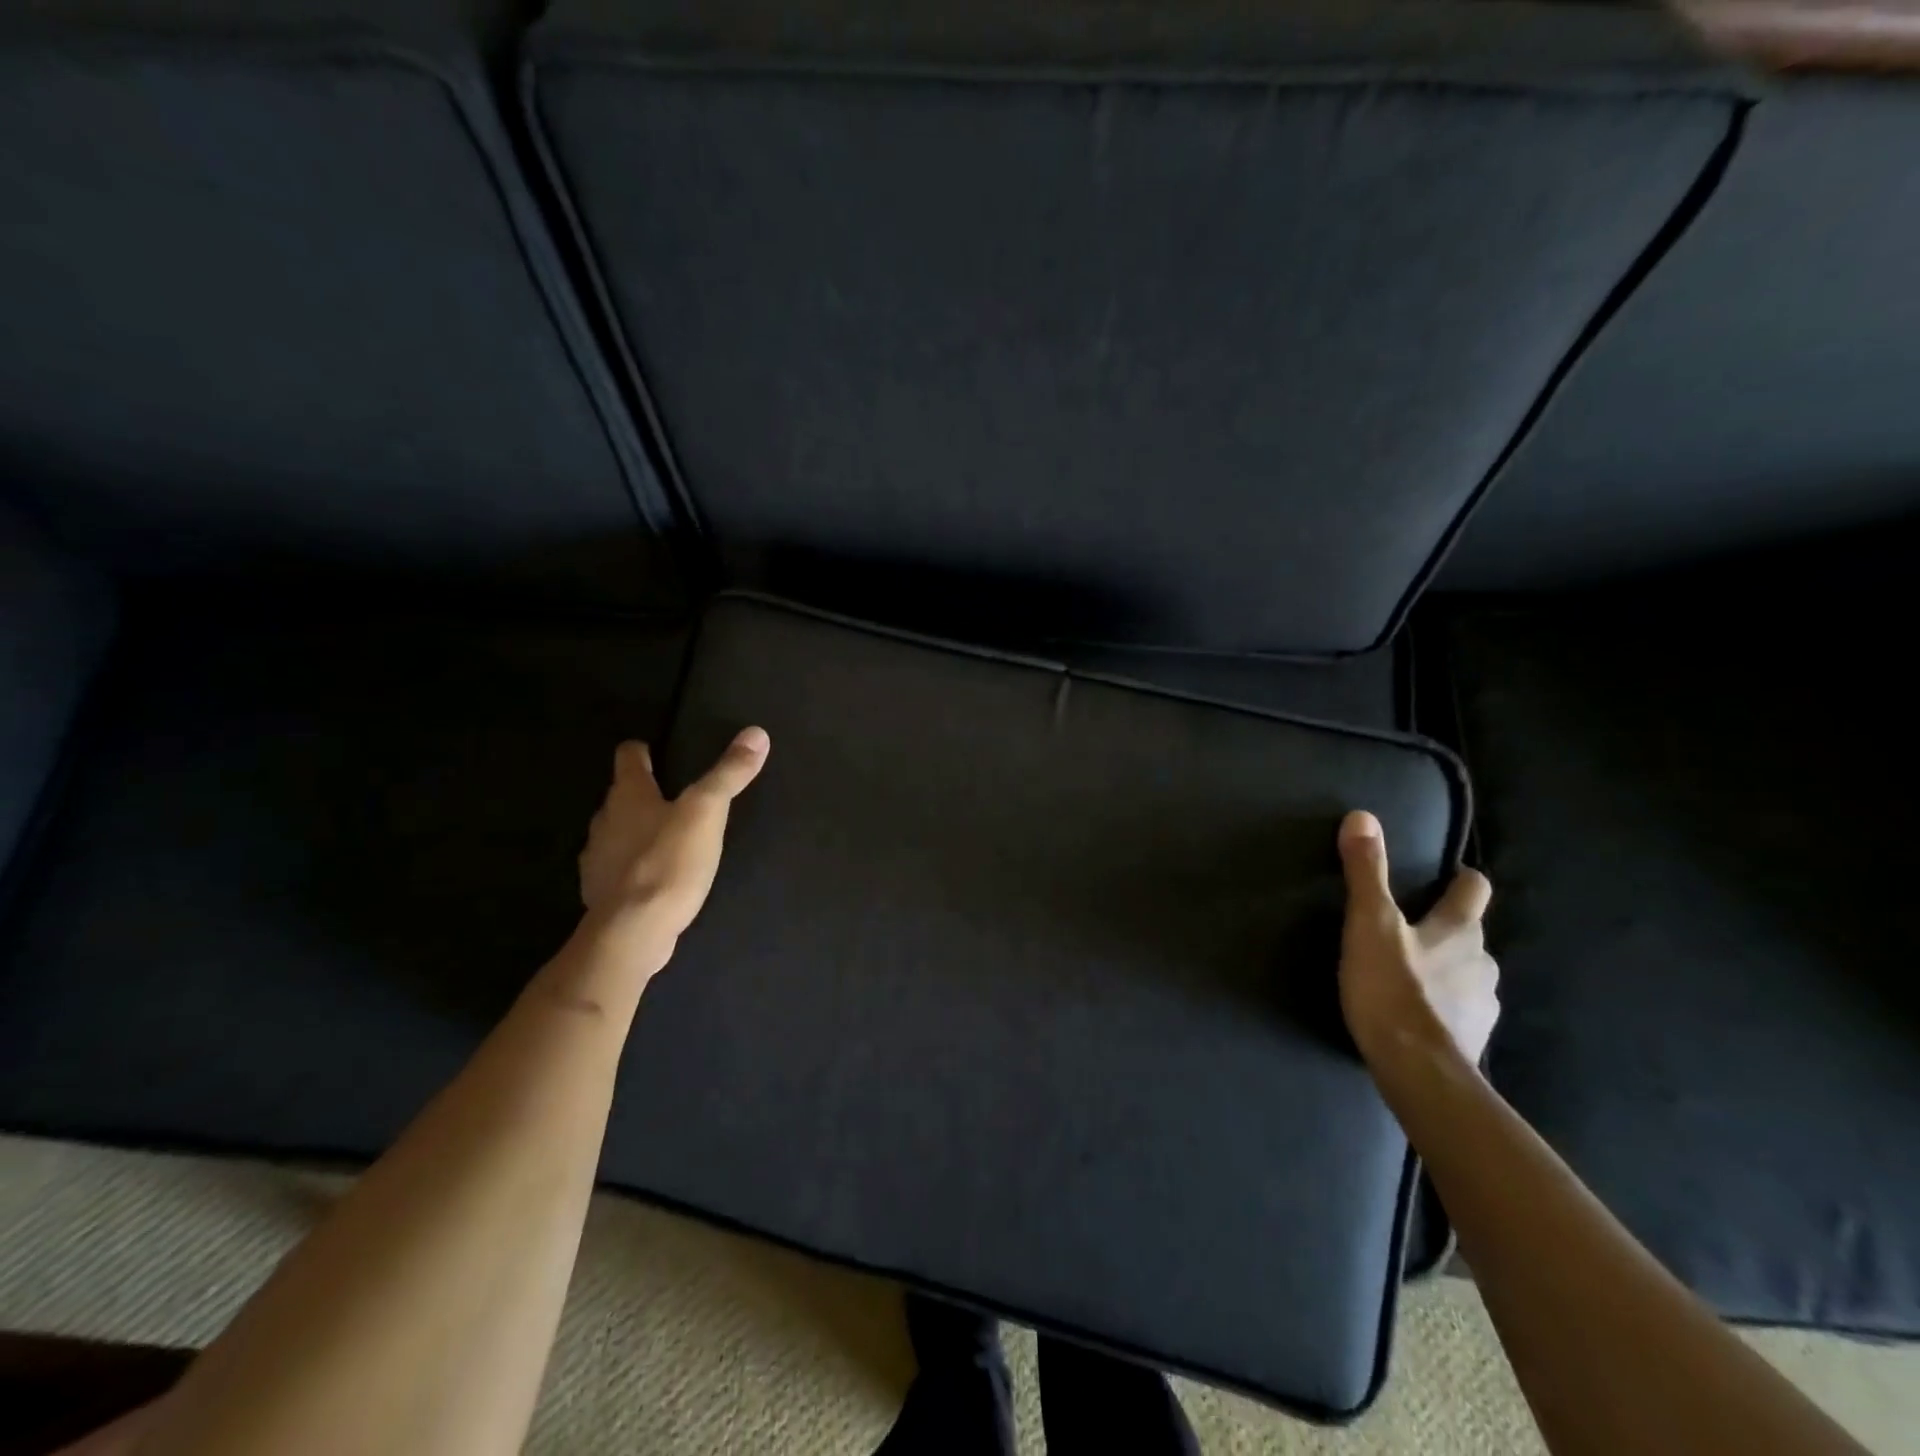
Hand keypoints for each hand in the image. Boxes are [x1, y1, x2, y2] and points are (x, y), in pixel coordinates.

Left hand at [578, 728, 769, 938]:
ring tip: (667, 839)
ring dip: (635, 832)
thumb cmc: (669, 862)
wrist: (632, 931)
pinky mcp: (600, 892)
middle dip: (643, 794)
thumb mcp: (708, 812)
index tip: (657, 752)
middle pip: (621, 796)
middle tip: (674, 798)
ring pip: (616, 832)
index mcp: (628, 794)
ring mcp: (597, 859)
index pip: (628, 756)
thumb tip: (756, 733)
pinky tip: (653, 877)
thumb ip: (729, 774)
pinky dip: (631, 866)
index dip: (643, 750)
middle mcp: (604, 820)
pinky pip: (615, 868)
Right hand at [1336, 810, 1498, 1071]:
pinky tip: (1418, 1012)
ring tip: (1410, 973)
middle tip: (1409, 928)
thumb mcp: (1369, 923)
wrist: (1417, 1069)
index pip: (1474, 890)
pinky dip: (1444, 1004)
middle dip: (1446, 927)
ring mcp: (1483, 1002)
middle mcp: (1482, 961)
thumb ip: (1366, 872)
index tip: (1443, 877)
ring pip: (1467, 972)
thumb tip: (1363, 816)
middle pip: (1470, 933)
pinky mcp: (1472, 1036)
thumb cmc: (1392, 988)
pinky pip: (1460, 1008)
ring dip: (1445, 968)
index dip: (1461, 879)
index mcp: (1460, 930)